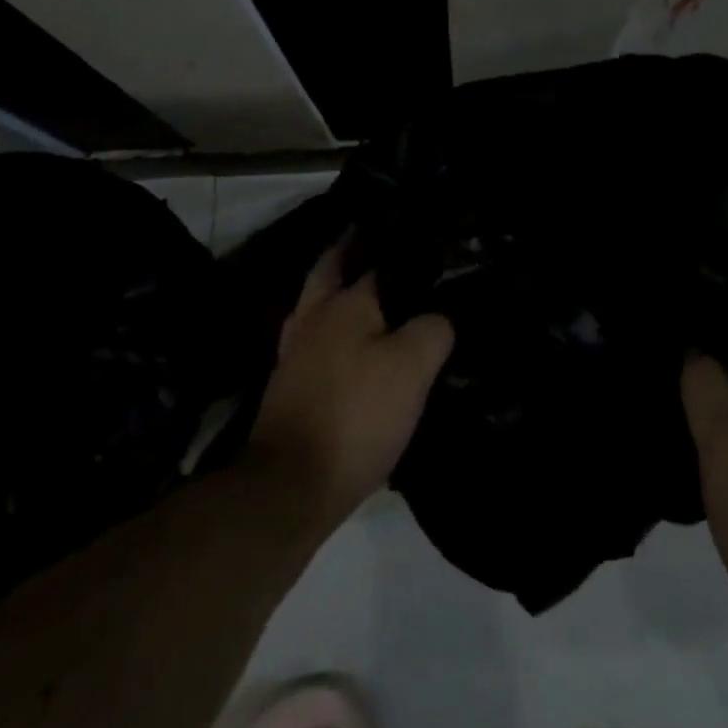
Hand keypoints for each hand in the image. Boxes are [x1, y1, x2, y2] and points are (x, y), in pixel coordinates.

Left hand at [246, 241, 453, 532]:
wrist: (290, 487)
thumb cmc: (356, 414)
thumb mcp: (413, 366)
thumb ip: (433, 328)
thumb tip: (439, 317)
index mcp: (346, 302)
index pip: (376, 259)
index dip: (399, 248)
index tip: (423, 240)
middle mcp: (314, 317)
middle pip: (330, 270)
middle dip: (350, 253)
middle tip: (380, 246)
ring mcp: (295, 353)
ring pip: (318, 306)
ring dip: (339, 293)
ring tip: (374, 296)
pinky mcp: (289, 388)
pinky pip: (315, 343)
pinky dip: (333, 334)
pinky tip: (354, 348)